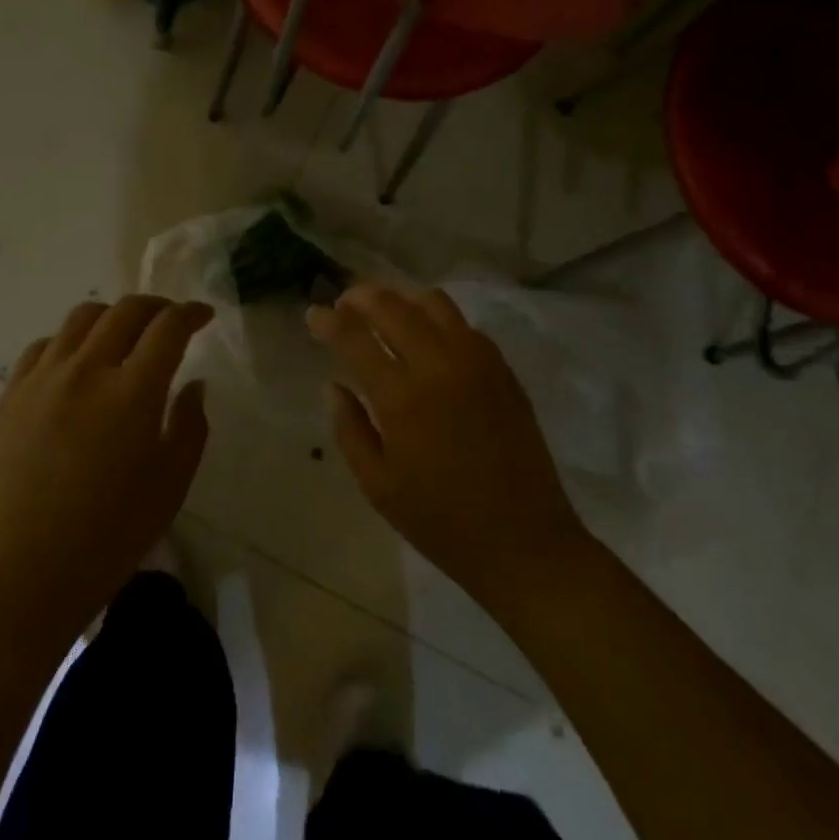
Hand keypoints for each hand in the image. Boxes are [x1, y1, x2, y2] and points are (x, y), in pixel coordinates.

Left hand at [0, 296, 212, 637]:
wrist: (21, 577)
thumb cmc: (108, 538)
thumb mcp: (170, 486)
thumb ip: (190, 426)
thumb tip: (194, 384)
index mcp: (131, 393)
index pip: (168, 327)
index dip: (191, 313)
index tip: (203, 316)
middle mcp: (86, 370)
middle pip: (125, 311)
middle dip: (157, 306)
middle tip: (170, 321)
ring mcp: (41, 379)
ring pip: (81, 318)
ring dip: (112, 317)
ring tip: (123, 337)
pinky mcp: (9, 395)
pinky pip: (42, 346)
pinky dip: (69, 342)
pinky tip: (75, 365)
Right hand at [308, 285, 588, 615]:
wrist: (525, 542)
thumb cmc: (442, 522)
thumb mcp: (378, 486)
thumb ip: (349, 429)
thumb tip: (333, 385)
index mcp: (402, 399)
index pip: (355, 338)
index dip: (328, 320)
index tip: (313, 314)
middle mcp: (438, 367)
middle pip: (393, 307)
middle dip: (361, 297)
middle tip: (344, 303)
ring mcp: (476, 363)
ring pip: (433, 303)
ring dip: (400, 298)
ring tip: (384, 310)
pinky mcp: (502, 369)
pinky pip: (464, 324)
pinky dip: (436, 317)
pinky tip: (426, 335)